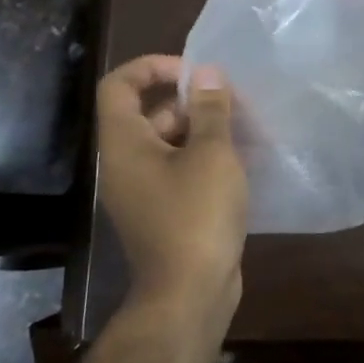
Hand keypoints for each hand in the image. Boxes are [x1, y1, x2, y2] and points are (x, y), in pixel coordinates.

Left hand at [96, 56, 247, 334]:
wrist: (189, 295)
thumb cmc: (197, 215)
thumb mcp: (211, 153)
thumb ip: (209, 108)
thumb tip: (206, 72)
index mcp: (125, 144)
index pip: (118, 85)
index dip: (152, 67)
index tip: (193, 72)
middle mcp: (126, 163)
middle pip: (148, 112)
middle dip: (190, 100)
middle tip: (232, 102)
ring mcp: (144, 190)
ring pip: (169, 142)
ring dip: (203, 129)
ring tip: (245, 128)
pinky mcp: (164, 211)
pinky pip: (179, 169)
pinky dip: (205, 157)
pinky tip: (242, 160)